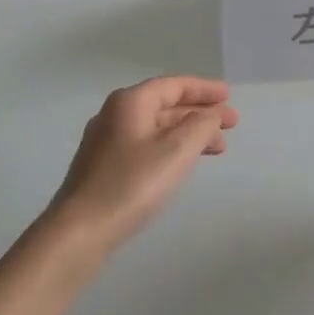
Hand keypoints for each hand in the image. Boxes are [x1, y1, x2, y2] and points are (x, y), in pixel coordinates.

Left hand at [46, 77, 238, 253]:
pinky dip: (171, 148)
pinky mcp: (105, 167)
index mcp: (130, 103)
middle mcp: (115, 115)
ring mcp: (107, 142)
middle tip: (231, 124)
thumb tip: (210, 114)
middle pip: (165, 105)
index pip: (173, 85)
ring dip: (188, 133)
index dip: (204, 89)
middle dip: (200, 113)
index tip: (229, 95)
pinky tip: (184, 163)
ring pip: (156, 128)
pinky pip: (146, 145)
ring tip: (217, 148)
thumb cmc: (132, 184)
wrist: (82, 228)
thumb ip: (200, 126)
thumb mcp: (176, 151)